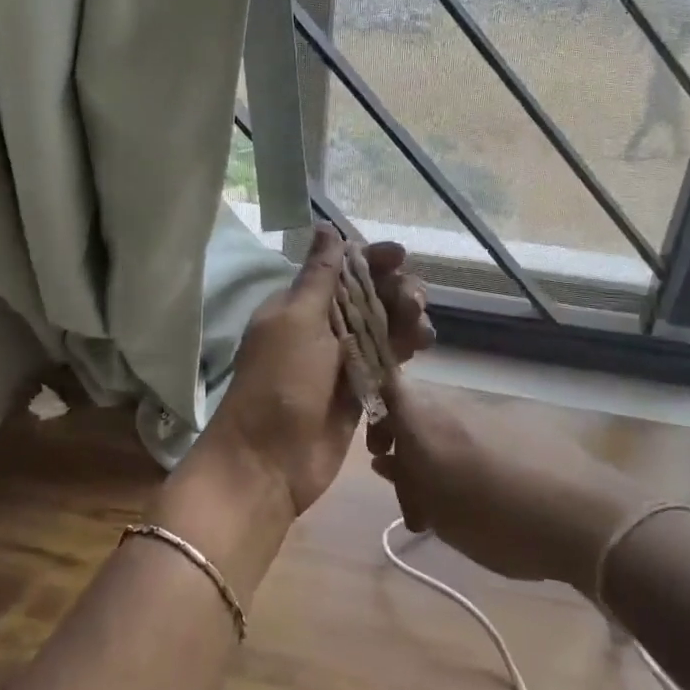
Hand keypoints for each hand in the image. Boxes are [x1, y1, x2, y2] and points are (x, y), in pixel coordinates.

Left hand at [204, 227, 434, 515]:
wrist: (268, 463)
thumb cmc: (278, 383)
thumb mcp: (295, 320)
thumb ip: (319, 276)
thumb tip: (325, 226)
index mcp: (299, 305)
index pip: (342, 270)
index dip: (371, 260)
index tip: (399, 257)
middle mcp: (322, 327)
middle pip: (368, 296)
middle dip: (394, 290)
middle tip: (413, 299)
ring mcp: (342, 360)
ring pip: (383, 327)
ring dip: (405, 319)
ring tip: (419, 327)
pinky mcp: (360, 390)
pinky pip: (388, 360)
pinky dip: (405, 349)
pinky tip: (421, 345)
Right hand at [369, 378, 650, 592]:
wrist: (586, 517)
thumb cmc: (497, 521)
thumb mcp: (439, 514)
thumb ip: (407, 483)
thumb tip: (387, 461)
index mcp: (424, 420)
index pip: (385, 385)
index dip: (375, 409)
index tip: (379, 449)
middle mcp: (453, 405)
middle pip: (416, 409)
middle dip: (407, 446)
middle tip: (414, 495)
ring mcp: (490, 411)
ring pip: (448, 424)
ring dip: (440, 456)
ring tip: (451, 507)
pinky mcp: (522, 424)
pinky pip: (480, 433)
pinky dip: (472, 457)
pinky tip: (489, 497)